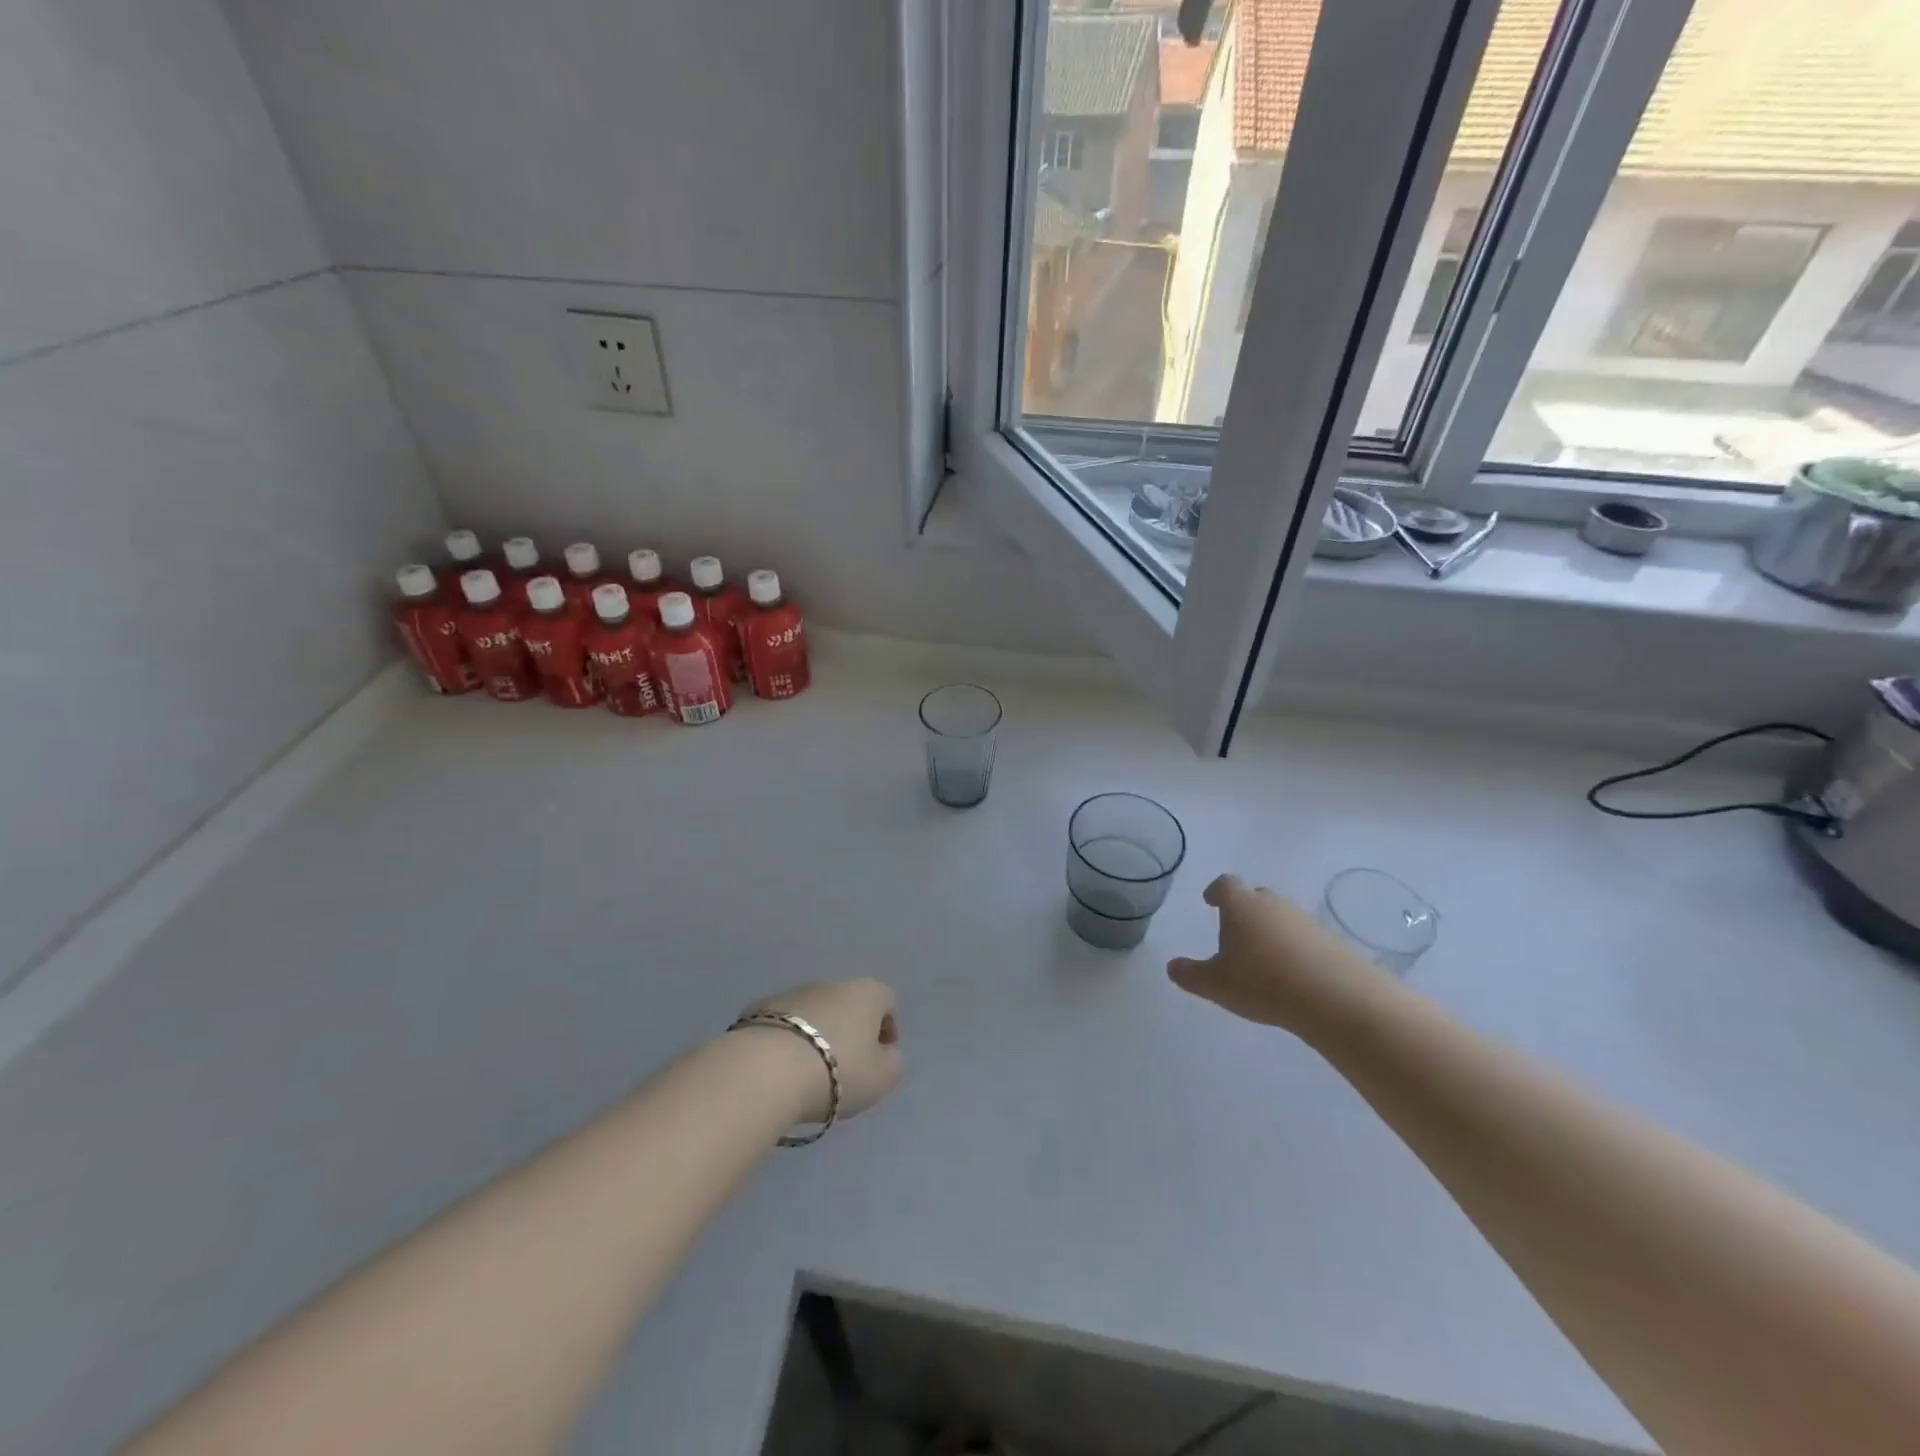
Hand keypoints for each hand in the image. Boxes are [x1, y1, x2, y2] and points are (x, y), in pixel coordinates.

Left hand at [738, 979, 903, 1124]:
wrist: (767, 1070)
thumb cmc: (837, 1071)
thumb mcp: (882, 1078)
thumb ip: (893, 1063)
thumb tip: (886, 1053)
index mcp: (866, 993)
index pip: (887, 1001)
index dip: (887, 1029)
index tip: (880, 1058)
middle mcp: (831, 984)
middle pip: (848, 1005)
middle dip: (849, 1031)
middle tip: (845, 1068)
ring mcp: (793, 992)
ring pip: (814, 1013)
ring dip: (816, 1034)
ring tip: (809, 1072)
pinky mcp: (759, 1009)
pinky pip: (783, 1025)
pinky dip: (787, 1041)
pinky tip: (781, 1069)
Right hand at [1168, 875, 1386, 1033]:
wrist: (1336, 997)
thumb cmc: (1263, 983)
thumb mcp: (1216, 984)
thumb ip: (1190, 974)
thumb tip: (1172, 966)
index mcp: (1241, 906)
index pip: (1224, 885)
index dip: (1215, 892)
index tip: (1210, 901)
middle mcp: (1273, 904)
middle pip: (1255, 897)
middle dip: (1244, 911)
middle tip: (1237, 934)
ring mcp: (1305, 919)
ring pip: (1281, 917)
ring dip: (1271, 930)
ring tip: (1265, 959)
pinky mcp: (1331, 940)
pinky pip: (1305, 936)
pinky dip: (1295, 948)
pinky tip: (1294, 974)